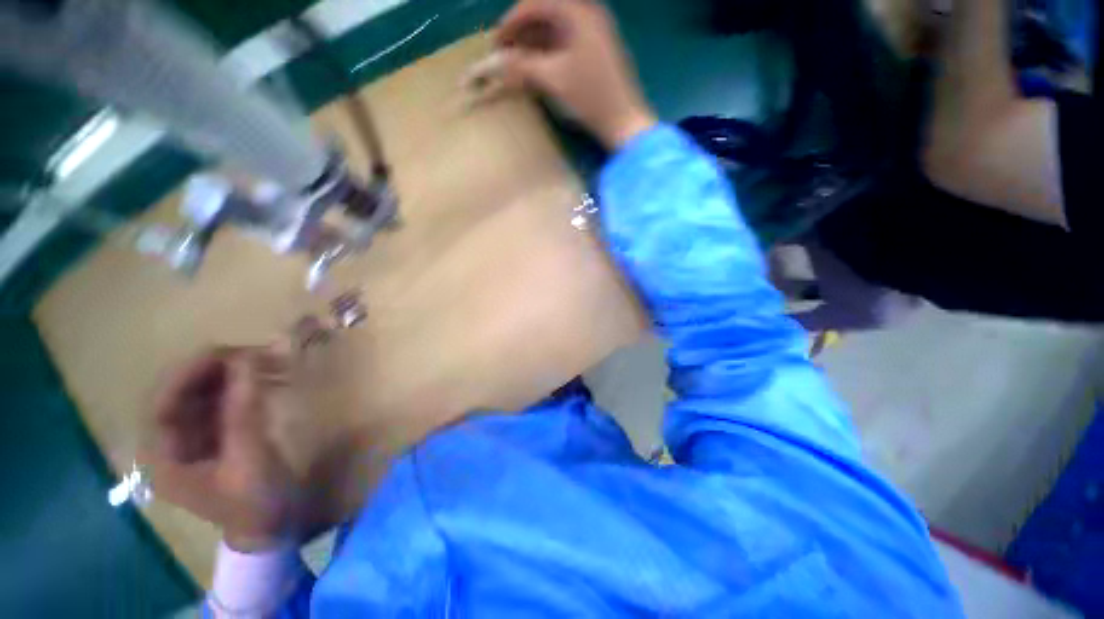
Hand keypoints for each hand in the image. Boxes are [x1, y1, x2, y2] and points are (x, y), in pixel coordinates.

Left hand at [142, 346, 305, 552]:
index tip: (228, 352)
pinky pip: (220, 400)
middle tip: (257, 354)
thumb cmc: (255, 502)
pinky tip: (263, 378)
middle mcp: (170, 442)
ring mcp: (192, 437)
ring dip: (231, 375)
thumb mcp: (250, 459)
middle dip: (215, 370)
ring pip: (201, 393)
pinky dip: (241, 385)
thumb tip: (248, 359)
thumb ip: (244, 410)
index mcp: (164, 457)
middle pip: (180, 393)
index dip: (189, 373)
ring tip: (266, 362)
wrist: (270, 527)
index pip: (163, 402)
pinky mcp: (214, 434)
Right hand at [495, 0, 656, 148]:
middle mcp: (588, 13)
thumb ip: (522, 66)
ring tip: (518, 63)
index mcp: (579, 11)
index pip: (535, 4)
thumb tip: (493, 62)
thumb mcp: (554, 79)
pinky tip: (538, 66)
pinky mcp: (596, 49)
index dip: (511, 22)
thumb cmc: (591, 97)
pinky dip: (548, 51)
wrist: (623, 121)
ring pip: (555, 28)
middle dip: (522, 31)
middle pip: (545, 12)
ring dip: (534, 42)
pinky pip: (565, 41)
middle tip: (505, 54)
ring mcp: (594, 31)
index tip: (496, 44)